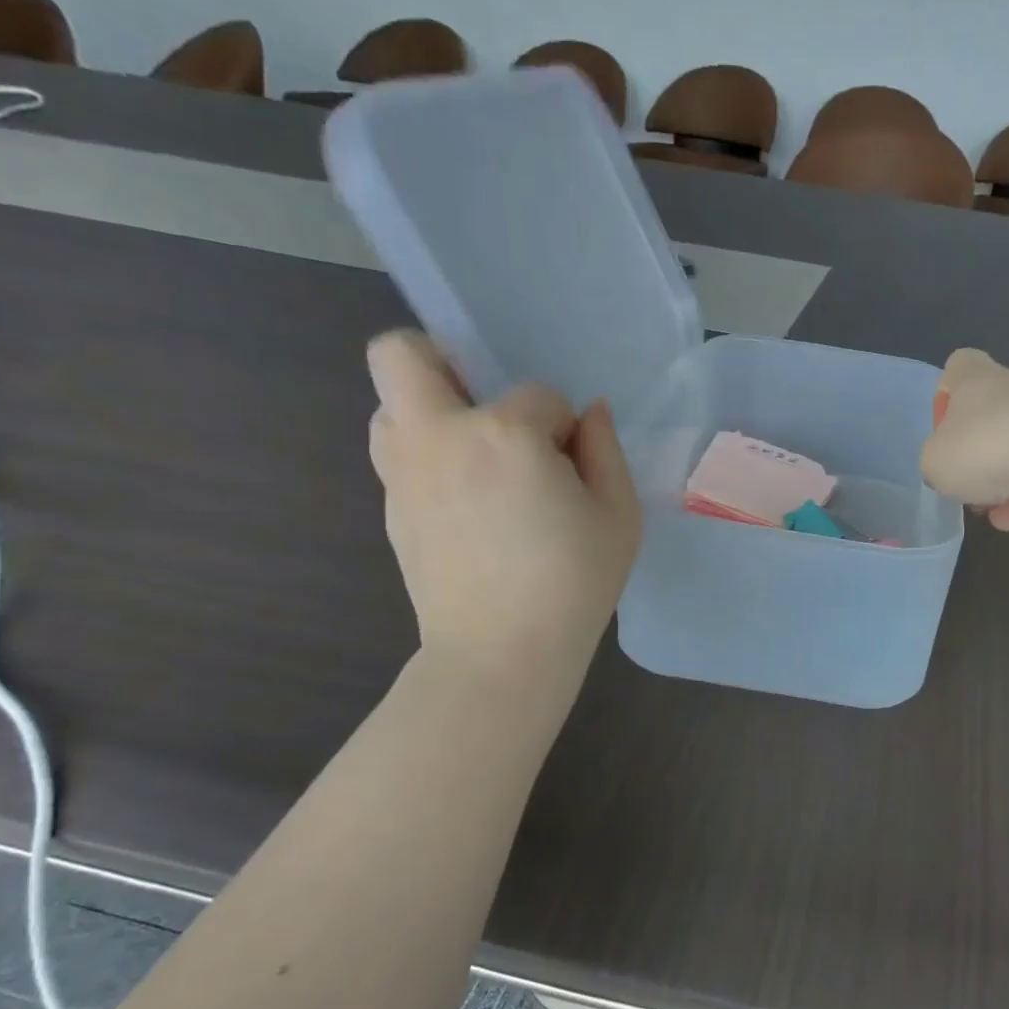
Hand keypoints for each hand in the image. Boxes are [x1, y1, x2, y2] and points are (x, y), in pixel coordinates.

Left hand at [366, 330, 640, 673]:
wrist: (502, 653)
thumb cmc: (573, 585)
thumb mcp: (618, 517)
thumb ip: (606, 452)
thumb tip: (590, 414)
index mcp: (505, 434)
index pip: (540, 396)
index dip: (563, 427)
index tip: (572, 468)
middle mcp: (440, 437)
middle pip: (403, 355)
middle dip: (444, 360)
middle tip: (486, 408)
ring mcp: (405, 473)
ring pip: (390, 404)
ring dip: (430, 413)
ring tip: (474, 458)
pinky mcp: (393, 509)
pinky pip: (399, 456)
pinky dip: (428, 460)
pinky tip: (467, 505)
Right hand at [919, 348, 1008, 529]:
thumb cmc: (984, 448)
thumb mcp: (933, 460)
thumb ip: (934, 462)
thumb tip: (950, 468)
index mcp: (976, 379)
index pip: (958, 367)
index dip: (945, 395)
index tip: (941, 427)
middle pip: (985, 420)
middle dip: (972, 455)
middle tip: (960, 479)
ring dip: (996, 485)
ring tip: (986, 507)